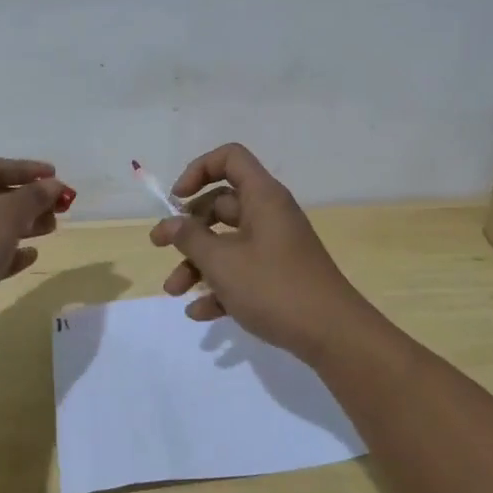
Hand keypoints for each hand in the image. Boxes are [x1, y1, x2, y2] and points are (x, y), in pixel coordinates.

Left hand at [0, 158, 70, 317]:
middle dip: (27, 201)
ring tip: (50, 228)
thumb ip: (34, 196)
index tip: (56, 175)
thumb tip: (54, 185)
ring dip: (21, 225)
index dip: (27, 170)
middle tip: (58, 207)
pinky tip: (30, 255)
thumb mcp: (7, 214)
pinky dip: (6, 252)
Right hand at [150, 143, 374, 357]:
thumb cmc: (274, 287)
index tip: (176, 200)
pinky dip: (220, 286)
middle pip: (221, 204)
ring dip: (197, 264)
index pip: (230, 158)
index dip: (199, 170)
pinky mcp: (279, 276)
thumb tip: (170, 223)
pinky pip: (242, 271)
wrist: (332, 334)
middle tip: (159, 247)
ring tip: (174, 292)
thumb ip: (190, 239)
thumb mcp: (223, 262)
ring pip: (228, 242)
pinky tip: (200, 313)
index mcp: (263, 197)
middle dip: (188, 229)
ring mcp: (276, 246)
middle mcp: (270, 215)